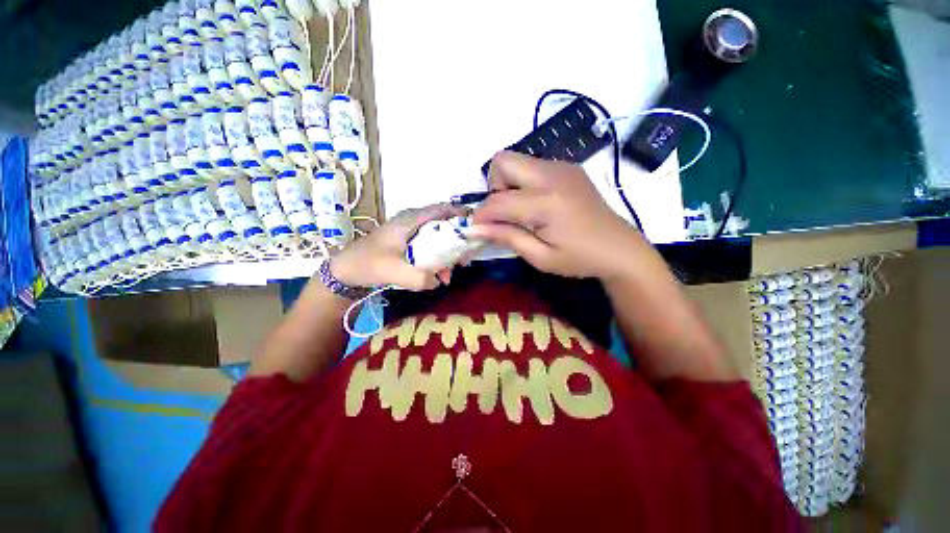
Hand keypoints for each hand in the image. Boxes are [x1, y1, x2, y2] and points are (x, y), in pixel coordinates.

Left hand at [330, 204, 466, 290]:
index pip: (441, 209)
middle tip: (464, 259)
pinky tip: (437, 277)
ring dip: (446, 255)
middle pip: (443, 225)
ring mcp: (411, 233)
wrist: (344, 271)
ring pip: (437, 239)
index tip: (476, 227)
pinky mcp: (408, 245)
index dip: (460, 214)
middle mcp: (413, 222)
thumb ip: (420, 277)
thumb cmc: (367, 264)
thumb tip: (438, 281)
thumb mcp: (393, 271)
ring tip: (449, 275)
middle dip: (457, 242)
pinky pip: (429, 249)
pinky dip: (436, 261)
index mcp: (411, 219)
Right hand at [471, 151, 646, 279]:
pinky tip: (538, 204)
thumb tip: (475, 228)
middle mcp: (552, 175)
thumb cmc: (579, 259)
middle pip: (502, 161)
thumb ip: (506, 237)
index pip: (497, 201)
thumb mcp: (540, 257)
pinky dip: (524, 182)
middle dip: (493, 187)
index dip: (481, 216)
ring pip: (516, 160)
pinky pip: (533, 166)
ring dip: (508, 183)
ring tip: (522, 210)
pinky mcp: (568, 168)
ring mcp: (562, 167)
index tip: (477, 229)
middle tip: (505, 213)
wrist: (620, 248)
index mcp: (546, 202)